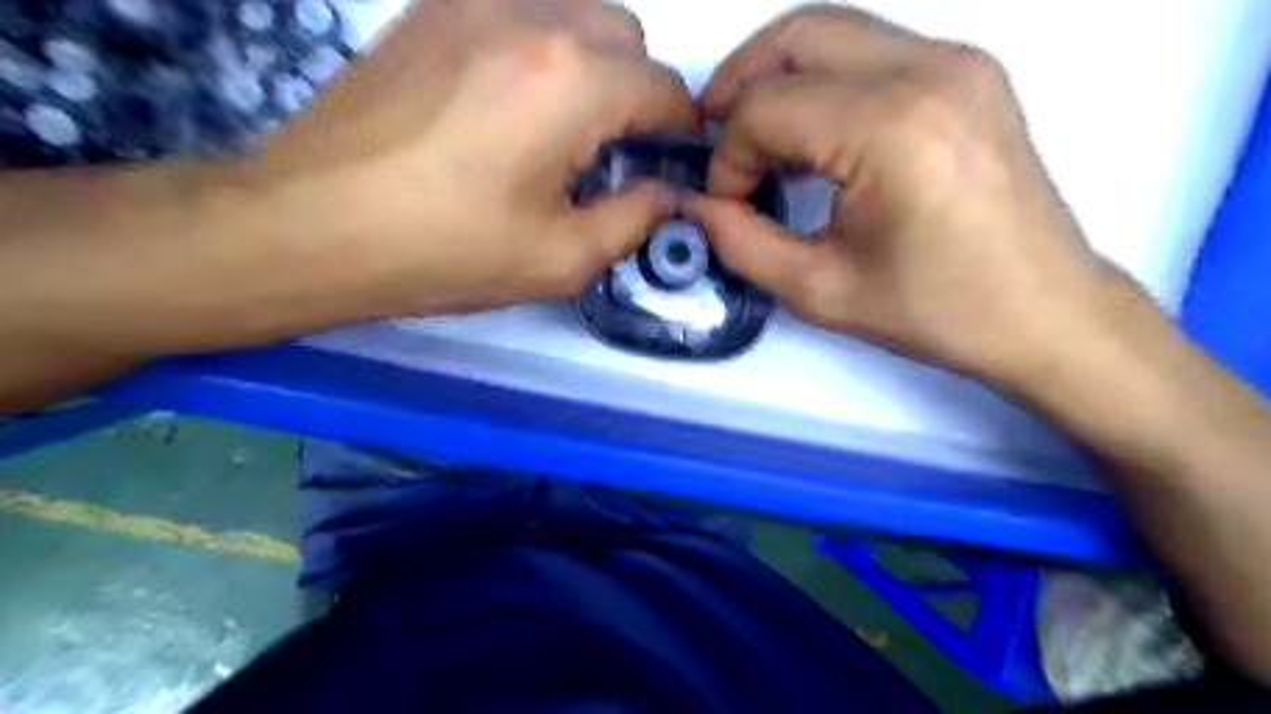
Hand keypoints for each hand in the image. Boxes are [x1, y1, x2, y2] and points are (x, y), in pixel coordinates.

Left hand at [250, 0, 693, 314]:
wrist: (312, 225)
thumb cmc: (446, 252)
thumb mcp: (561, 258)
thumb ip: (634, 219)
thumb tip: (666, 193)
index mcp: (571, 82)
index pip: (662, 87)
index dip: (681, 127)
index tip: (674, 160)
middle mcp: (531, 17)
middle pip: (625, 35)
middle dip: (638, 91)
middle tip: (613, 150)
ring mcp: (473, 1)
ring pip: (573, 11)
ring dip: (592, 63)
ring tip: (563, 125)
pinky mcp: (430, 8)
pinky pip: (516, 9)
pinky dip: (540, 47)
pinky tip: (510, 101)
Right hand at [686, 4, 1143, 384]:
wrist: (1043, 311)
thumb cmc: (935, 311)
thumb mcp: (820, 290)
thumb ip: (742, 244)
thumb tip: (699, 206)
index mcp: (891, 129)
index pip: (769, 108)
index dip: (729, 155)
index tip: (727, 202)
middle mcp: (928, 69)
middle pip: (797, 37)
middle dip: (738, 84)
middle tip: (714, 138)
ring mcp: (956, 60)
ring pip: (833, 31)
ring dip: (778, 77)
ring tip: (756, 138)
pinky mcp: (968, 71)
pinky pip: (871, 49)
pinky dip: (823, 80)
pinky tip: (812, 135)